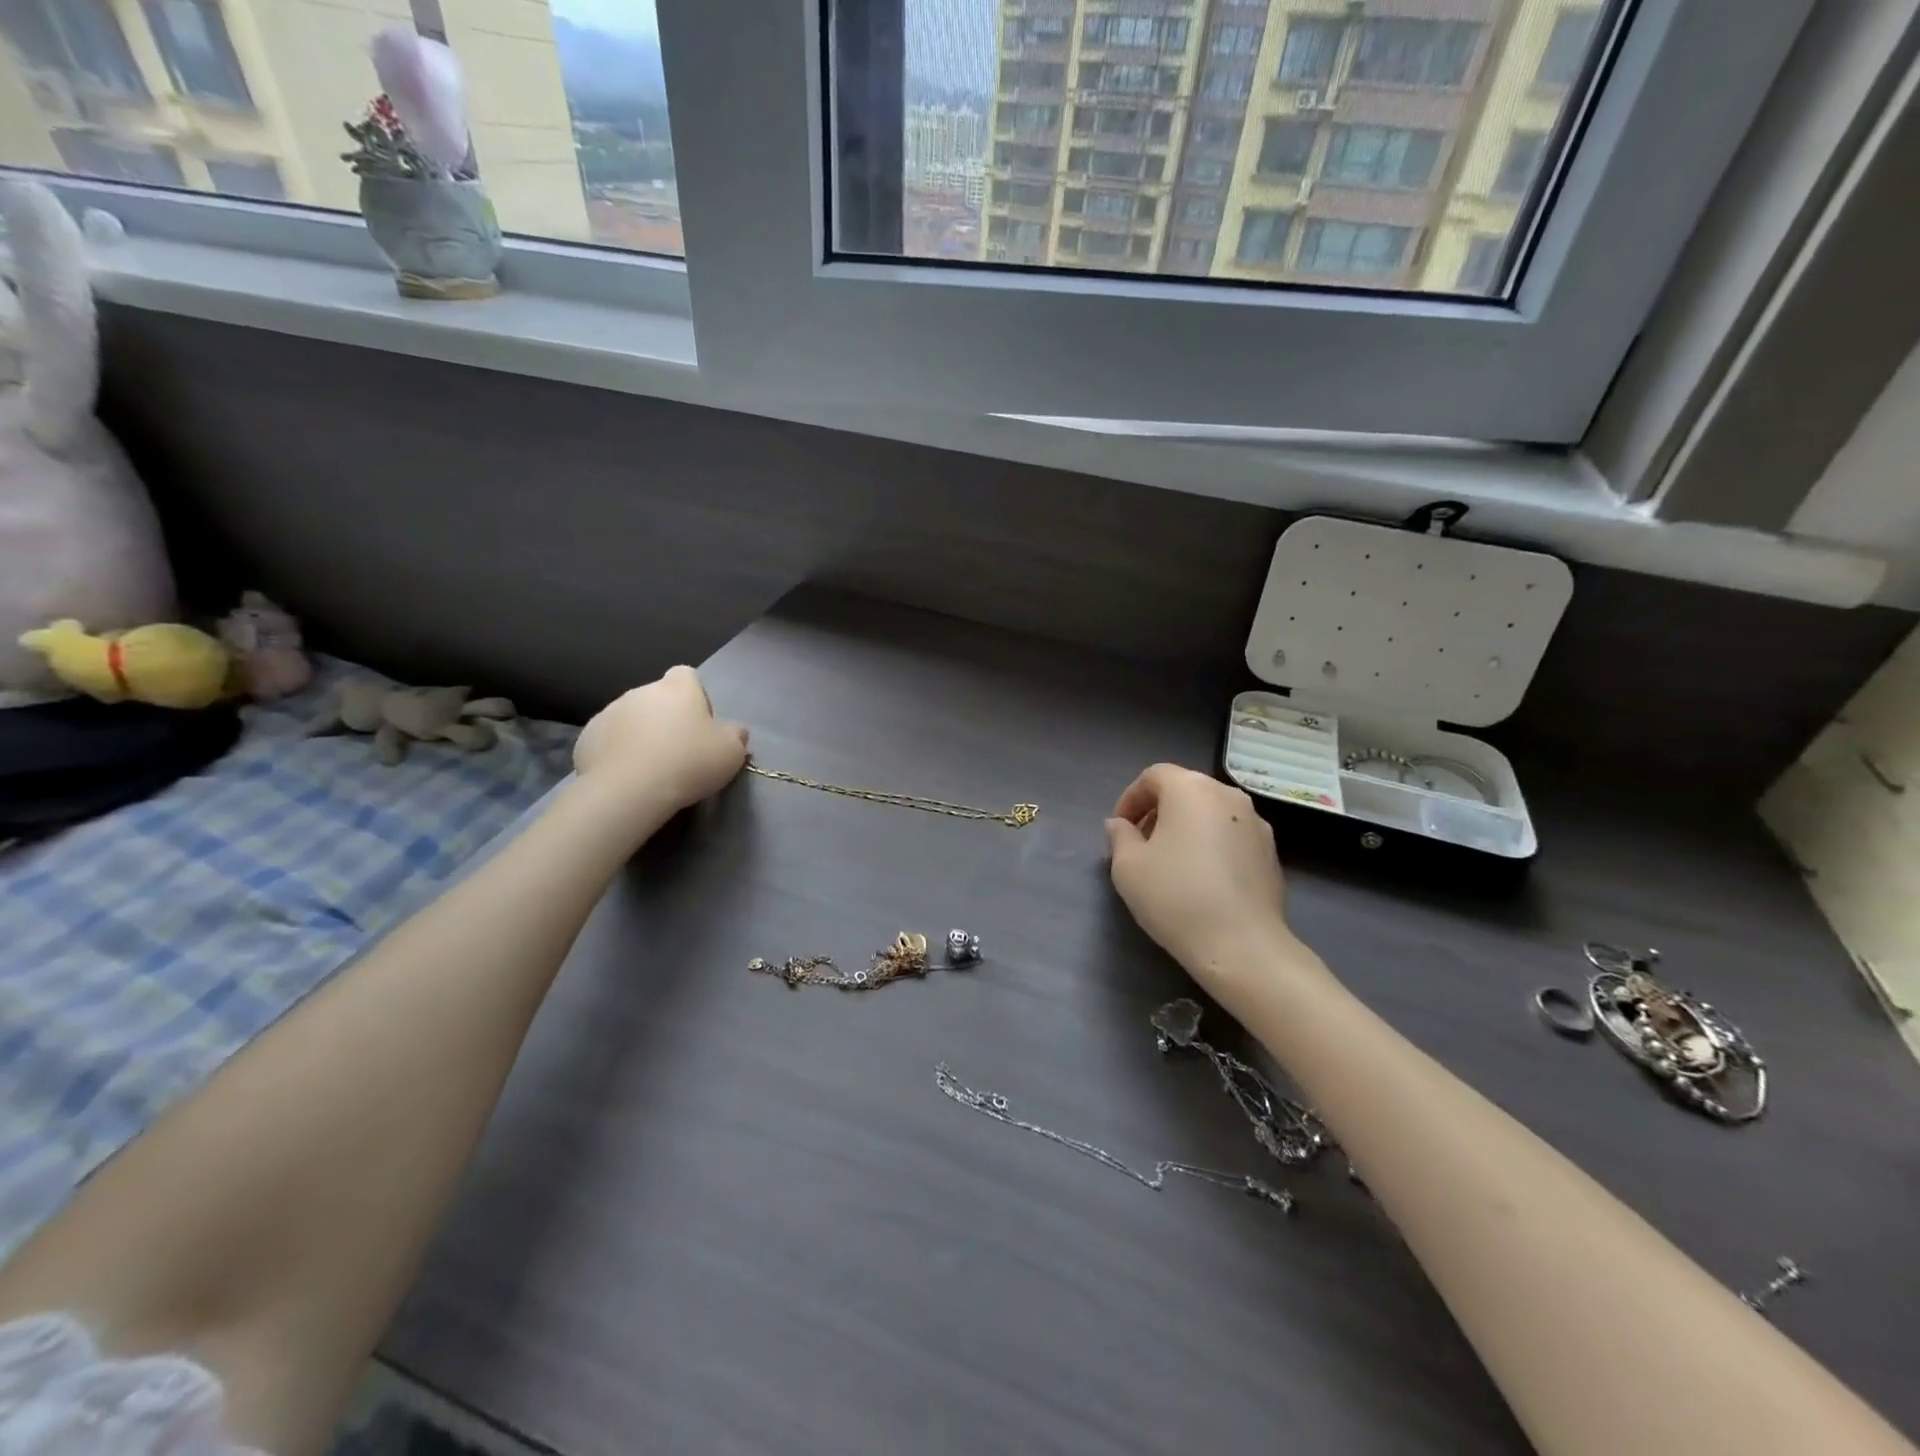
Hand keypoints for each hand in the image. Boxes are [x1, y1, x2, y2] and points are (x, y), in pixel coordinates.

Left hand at [573, 666, 747, 816]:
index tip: (701, 725)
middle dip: (667, 718)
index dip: (696, 697)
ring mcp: (609, 712)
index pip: (687, 676)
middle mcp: (641, 691)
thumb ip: (735, 735)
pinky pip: (609, 740)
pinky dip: (618, 752)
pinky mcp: (587, 737)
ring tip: (652, 768)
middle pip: (658, 698)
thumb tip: (734, 731)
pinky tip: (628, 776)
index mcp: (677, 688)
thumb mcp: (731, 751)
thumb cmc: (689, 762)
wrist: (630, 791)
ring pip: (631, 718)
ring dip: (641, 734)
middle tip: (679, 751)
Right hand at [1105, 764, 1296, 993]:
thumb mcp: (1128, 866)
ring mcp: (1257, 823)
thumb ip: (1120, 836)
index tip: (1119, 829)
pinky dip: (1212, 844)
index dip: (1130, 798)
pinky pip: (1231, 835)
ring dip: (1186, 827)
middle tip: (1141, 844)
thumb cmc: (1175, 897)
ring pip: (1211, 812)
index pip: (1154, 776)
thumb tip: (1120, 824)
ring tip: (1171, 862)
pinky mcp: (1271, 853)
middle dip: (1158, 811)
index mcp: (1191, 789)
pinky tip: (1202, 879)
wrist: (1242, 946)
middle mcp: (1228, 796)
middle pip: (1185, 790)